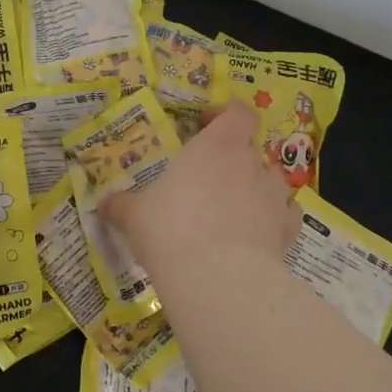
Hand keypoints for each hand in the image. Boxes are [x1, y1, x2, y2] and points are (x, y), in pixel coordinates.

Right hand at [104, 104, 299, 279]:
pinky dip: (274, 219)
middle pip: (251, 148)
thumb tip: (104, 204)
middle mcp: (250, 163)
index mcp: (216, 146)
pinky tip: (256, 233)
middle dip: (233, 159)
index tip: (204, 127)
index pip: (238, 112)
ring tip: (232, 208)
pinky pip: (285, 215)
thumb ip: (120, 205)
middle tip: (208, 179)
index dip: (225, 115)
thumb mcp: (134, 215)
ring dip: (255, 187)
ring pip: (271, 180)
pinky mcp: (287, 230)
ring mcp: (274, 196)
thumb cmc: (171, 229)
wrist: (218, 278)